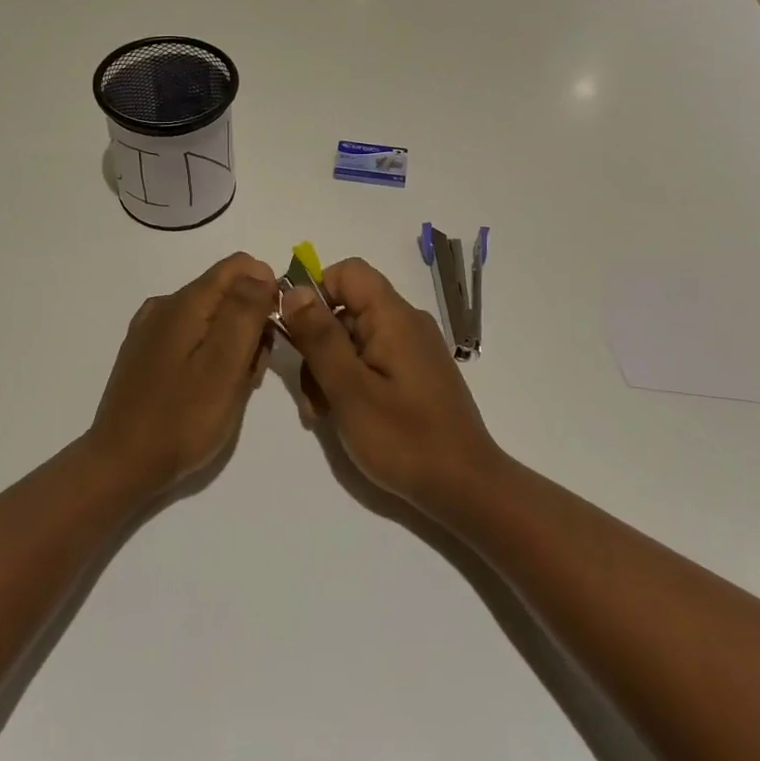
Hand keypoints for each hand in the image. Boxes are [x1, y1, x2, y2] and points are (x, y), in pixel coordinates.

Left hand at [87, 252, 277, 499]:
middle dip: (250, 323)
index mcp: (186, 302)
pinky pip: (191, 336)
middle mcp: (166, 304)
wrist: (121, 464)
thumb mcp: (225, 364)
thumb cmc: (182, 418)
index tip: (272, 332)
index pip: (240, 266)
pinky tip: (207, 389)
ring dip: (232, 343)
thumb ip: (245, 311)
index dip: (267, 290)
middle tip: (250, 373)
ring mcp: (151, 329)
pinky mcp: (145, 352)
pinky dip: (210, 354)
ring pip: (211, 317)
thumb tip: (260, 270)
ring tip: (231, 389)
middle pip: (226, 292)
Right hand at [278, 257, 501, 511]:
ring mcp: (413, 349)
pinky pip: (372, 360)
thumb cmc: (404, 438)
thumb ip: (319, 337)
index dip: (316, 292)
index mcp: (394, 317)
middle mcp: (406, 323)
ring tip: (323, 414)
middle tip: (310, 396)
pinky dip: (350, 380)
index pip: (348, 272)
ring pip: (354, 338)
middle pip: (346, 308)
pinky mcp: (415, 374)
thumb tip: (293, 290)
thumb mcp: (349, 389)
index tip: (296, 332)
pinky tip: (343, 416)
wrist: (465, 488)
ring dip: (329, 368)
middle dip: (318, 344)